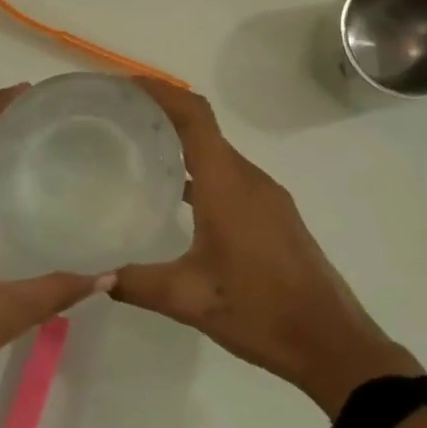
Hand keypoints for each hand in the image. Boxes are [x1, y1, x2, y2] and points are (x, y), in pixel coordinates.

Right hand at [113, 79, 417, 414]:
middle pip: (204, 128)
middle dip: (163, 114)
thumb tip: (95, 278)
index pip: (194, 117)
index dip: (161, 92)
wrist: (331, 342)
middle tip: (118, 119)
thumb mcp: (189, 300)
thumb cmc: (260, 311)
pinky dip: (201, 171)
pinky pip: (231, 176)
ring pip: (218, 154)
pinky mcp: (274, 214)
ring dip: (182, 144)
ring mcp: (267, 196)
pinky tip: (176, 198)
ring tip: (139, 152)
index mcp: (227, 185)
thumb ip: (137, 284)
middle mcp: (249, 179)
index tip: (125, 85)